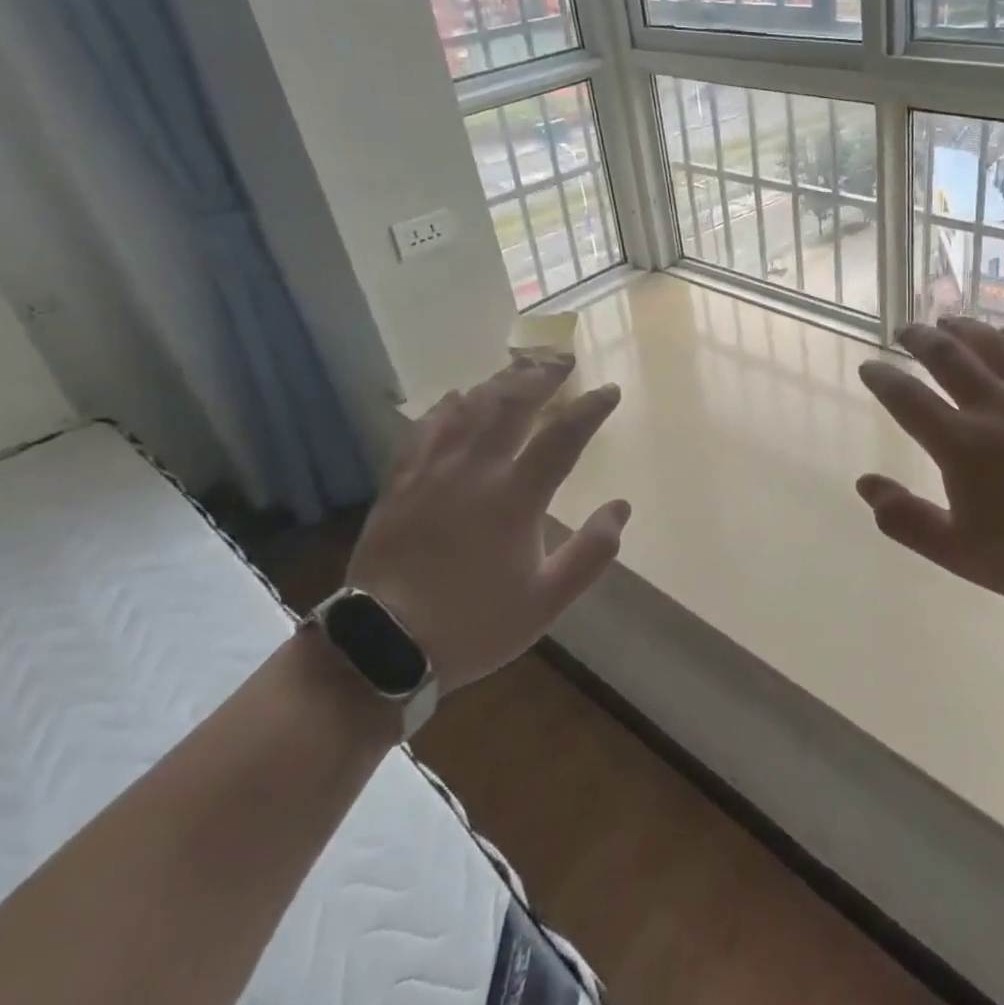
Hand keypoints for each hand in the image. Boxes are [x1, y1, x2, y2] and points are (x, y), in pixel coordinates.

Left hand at [345, 357, 629, 691]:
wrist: (383, 644)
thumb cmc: (474, 623)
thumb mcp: (547, 600)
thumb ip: (591, 552)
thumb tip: (621, 507)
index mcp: (515, 497)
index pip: (563, 437)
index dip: (590, 408)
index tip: (609, 390)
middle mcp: (475, 470)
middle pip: (513, 405)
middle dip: (543, 376)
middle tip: (563, 360)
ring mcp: (433, 471)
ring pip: (470, 408)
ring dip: (500, 383)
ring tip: (521, 369)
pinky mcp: (401, 481)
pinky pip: (426, 428)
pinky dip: (448, 406)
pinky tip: (457, 397)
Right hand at [855, 318, 1003, 613]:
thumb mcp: (959, 551)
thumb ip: (906, 519)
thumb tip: (864, 483)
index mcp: (961, 443)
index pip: (907, 398)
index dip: (882, 378)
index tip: (869, 368)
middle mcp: (995, 407)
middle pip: (947, 355)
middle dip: (919, 338)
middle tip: (905, 330)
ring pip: (993, 344)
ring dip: (964, 328)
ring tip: (947, 321)